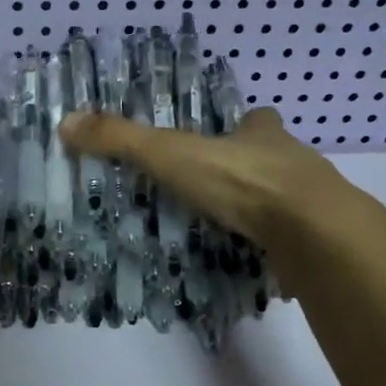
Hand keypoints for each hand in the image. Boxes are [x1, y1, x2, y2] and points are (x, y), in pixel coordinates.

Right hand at [59, 107, 385, 268]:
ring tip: (235, 230)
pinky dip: (280, 250)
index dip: (246, 124)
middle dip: (255, 168)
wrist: (312, 231)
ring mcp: (313, 204)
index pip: (257, 120)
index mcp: (262, 136)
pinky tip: (259, 265)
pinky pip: (298, 242)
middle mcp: (293, 163)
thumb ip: (121, 140)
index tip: (231, 133)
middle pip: (276, 159)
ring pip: (290, 200)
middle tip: (223, 190)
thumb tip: (65, 122)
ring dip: (269, 210)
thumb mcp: (171, 154)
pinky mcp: (319, 242)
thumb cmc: (242, 181)